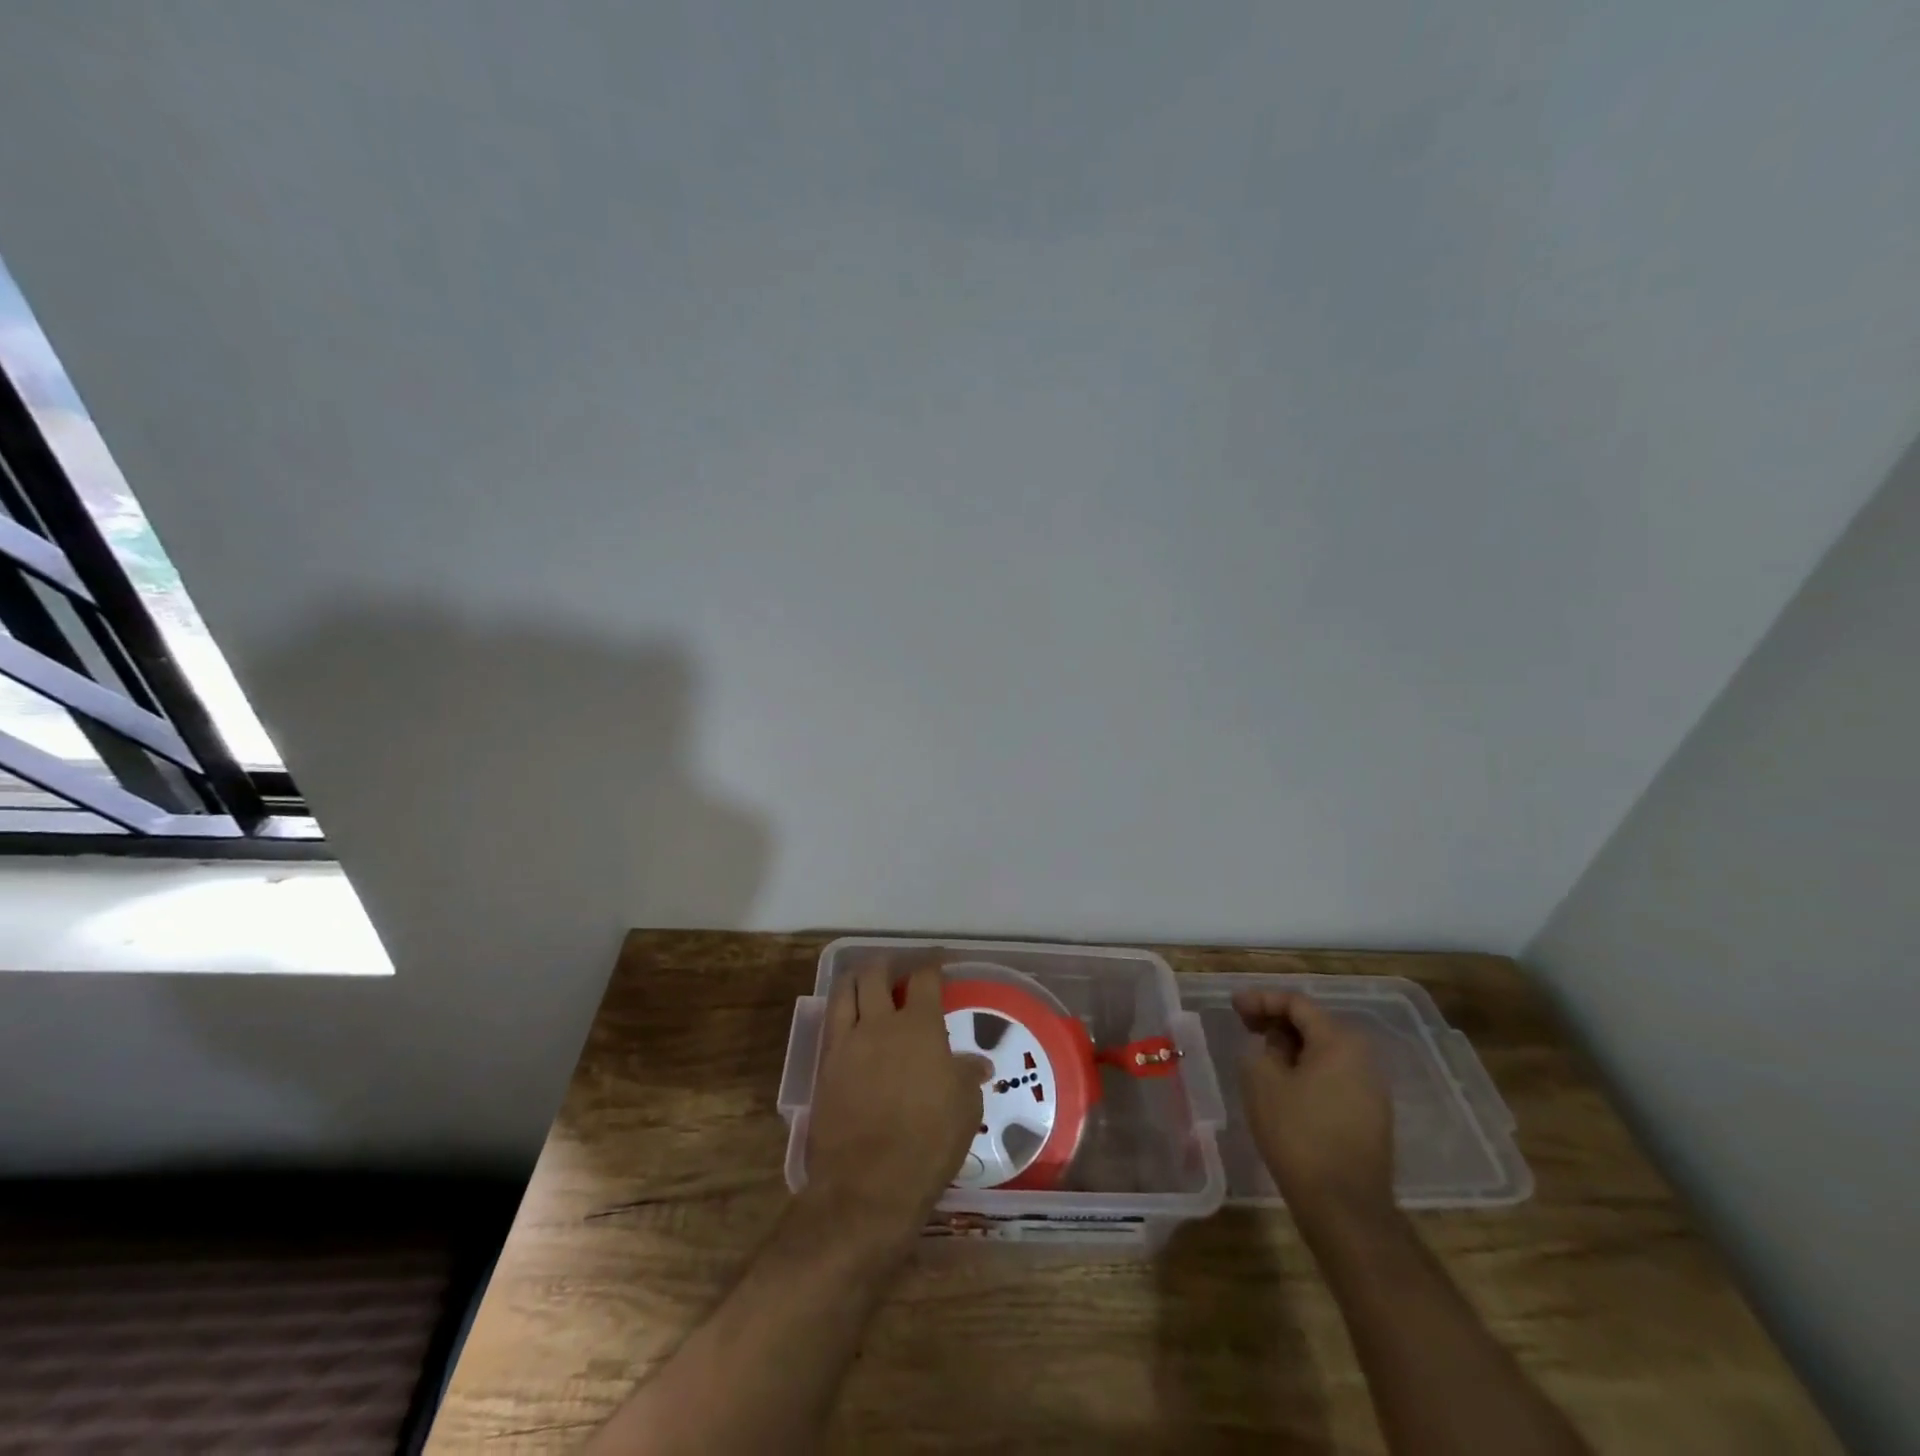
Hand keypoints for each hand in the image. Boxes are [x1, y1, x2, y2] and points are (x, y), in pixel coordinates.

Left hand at [803, 956, 985, 1256]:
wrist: (869, 1183)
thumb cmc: (928, 1142)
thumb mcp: (965, 1109)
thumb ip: (967, 1077)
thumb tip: (977, 1064)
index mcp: (920, 1026)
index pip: (925, 978)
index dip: (932, 963)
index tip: (938, 961)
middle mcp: (880, 1023)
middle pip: (876, 973)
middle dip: (887, 964)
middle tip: (897, 969)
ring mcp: (848, 1042)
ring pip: (845, 990)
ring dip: (858, 979)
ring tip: (866, 982)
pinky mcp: (825, 1065)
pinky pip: (830, 1022)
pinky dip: (840, 1010)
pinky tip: (849, 1019)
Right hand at [1234, 990, 1393, 1229]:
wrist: (1344, 1207)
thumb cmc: (1298, 1134)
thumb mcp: (1263, 1081)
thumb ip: (1265, 1048)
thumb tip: (1276, 1044)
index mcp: (1339, 1042)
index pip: (1297, 1004)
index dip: (1261, 999)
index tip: (1233, 1006)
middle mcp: (1363, 1058)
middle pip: (1314, 1024)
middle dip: (1277, 1020)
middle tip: (1245, 1025)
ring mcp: (1371, 1089)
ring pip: (1325, 1052)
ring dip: (1292, 1046)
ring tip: (1261, 1054)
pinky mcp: (1371, 1116)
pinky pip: (1333, 1076)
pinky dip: (1307, 1069)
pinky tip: (1284, 1084)